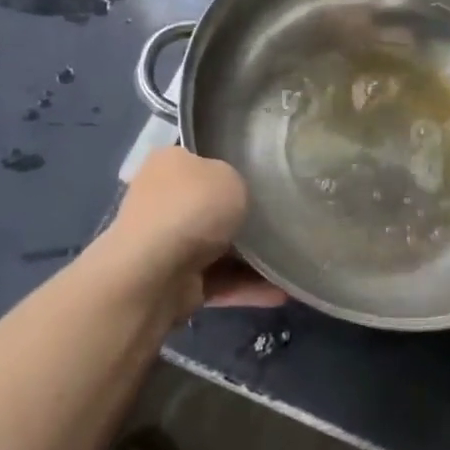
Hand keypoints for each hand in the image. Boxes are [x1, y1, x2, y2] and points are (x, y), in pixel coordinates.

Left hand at [98, 147, 284, 317]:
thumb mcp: (229, 175)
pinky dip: (249, 287)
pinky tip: (284, 290)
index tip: (266, 176)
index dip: (234, 165)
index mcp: (169, 164)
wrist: (153, 274)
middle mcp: (164, 201)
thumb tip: (237, 195)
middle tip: (286, 218)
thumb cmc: (193, 207)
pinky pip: (221, 281)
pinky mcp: (177, 283)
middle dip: (245, 216)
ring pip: (220, 247)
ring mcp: (168, 244)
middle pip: (213, 205)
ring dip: (254, 257)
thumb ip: (238, 183)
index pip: (204, 159)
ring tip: (296, 259)